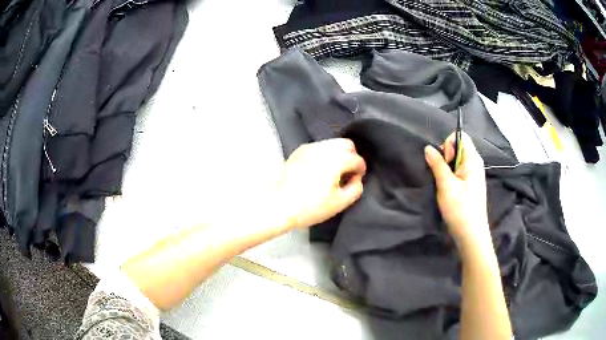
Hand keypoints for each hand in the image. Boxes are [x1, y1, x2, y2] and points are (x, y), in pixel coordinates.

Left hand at [274, 138, 365, 229]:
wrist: (278, 207)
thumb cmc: (309, 207)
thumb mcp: (340, 203)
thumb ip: (355, 188)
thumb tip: (356, 179)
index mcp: (335, 160)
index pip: (356, 159)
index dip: (361, 169)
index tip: (357, 179)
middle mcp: (322, 149)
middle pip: (346, 144)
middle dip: (352, 156)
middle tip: (348, 173)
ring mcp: (308, 148)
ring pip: (331, 143)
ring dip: (338, 154)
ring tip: (334, 172)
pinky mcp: (298, 152)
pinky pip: (318, 147)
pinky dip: (324, 155)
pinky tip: (319, 170)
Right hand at [424, 133, 489, 247]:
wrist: (471, 235)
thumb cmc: (460, 209)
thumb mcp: (446, 185)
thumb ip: (437, 164)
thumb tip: (428, 148)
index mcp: (473, 160)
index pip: (461, 136)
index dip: (449, 144)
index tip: (445, 161)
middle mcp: (475, 164)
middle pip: (458, 147)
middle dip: (446, 156)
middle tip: (443, 175)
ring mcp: (472, 175)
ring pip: (456, 161)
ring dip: (446, 168)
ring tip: (443, 184)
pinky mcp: (469, 185)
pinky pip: (458, 172)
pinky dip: (449, 176)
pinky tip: (446, 189)